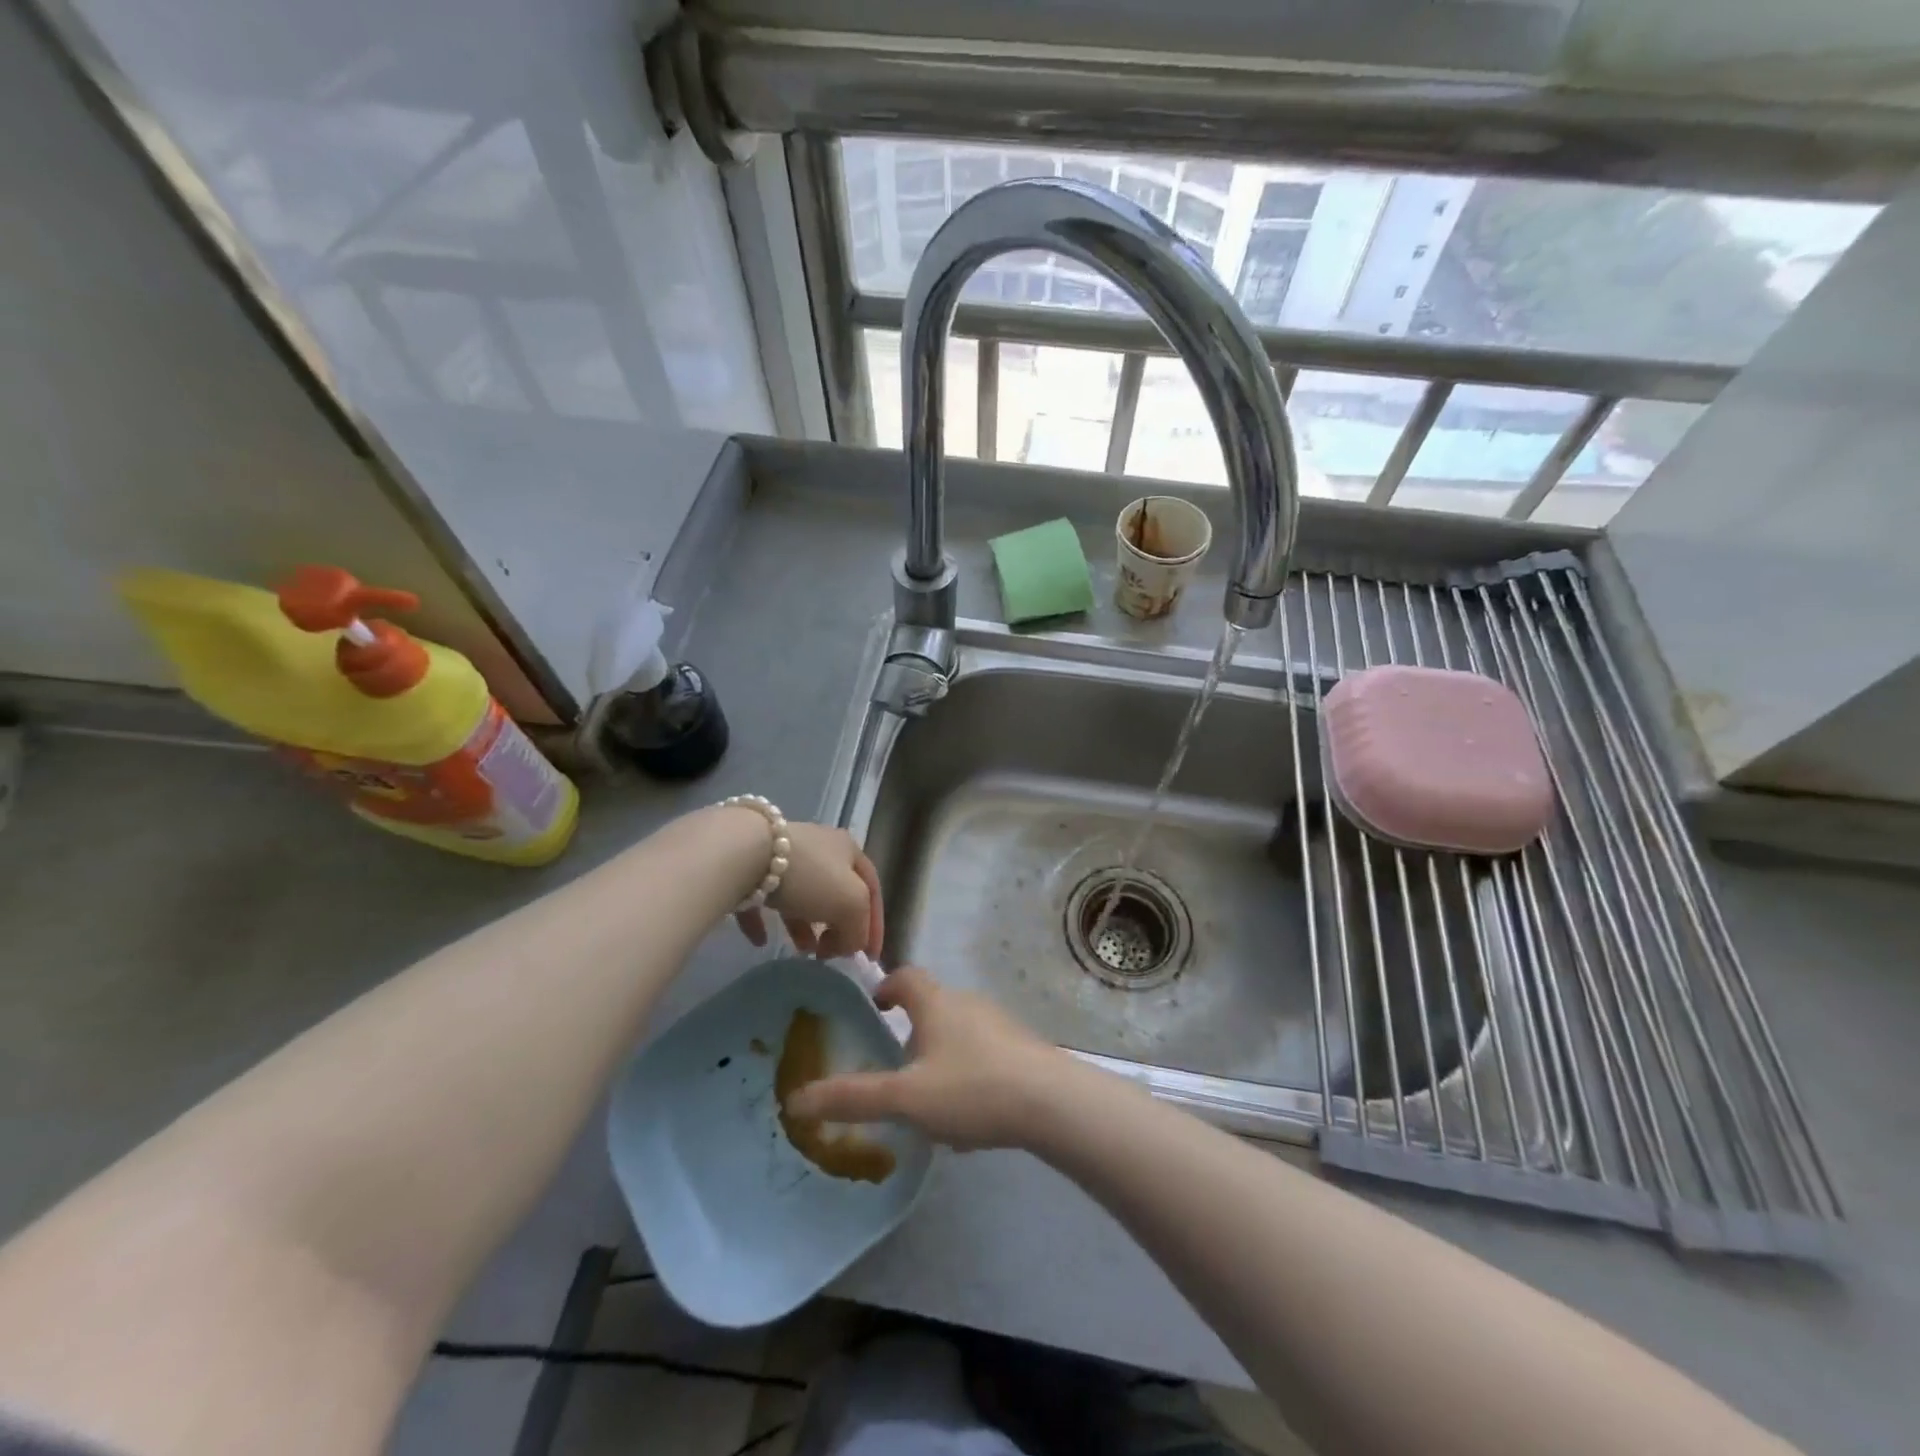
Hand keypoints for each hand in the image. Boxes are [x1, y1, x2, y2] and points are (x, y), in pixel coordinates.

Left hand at [734, 820, 883, 960]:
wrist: (745, 853)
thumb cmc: (809, 876)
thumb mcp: (852, 904)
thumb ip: (859, 929)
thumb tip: (849, 945)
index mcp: (848, 849)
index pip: (872, 888)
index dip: (874, 924)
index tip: (868, 958)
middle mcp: (819, 847)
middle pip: (836, 891)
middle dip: (837, 926)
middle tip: (831, 953)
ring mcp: (782, 856)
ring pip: (801, 895)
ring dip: (804, 926)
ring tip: (803, 952)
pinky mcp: (749, 867)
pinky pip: (762, 899)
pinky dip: (765, 921)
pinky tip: (760, 941)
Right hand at [781, 966, 1066, 1150]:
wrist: (1051, 1102)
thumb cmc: (972, 1088)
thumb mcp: (906, 1098)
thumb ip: (853, 1098)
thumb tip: (796, 1099)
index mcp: (937, 1003)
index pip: (906, 977)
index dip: (886, 988)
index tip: (875, 1008)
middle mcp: (968, 1003)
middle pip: (934, 1005)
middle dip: (913, 1030)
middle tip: (896, 1066)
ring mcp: (1000, 1024)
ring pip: (960, 1032)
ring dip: (942, 1055)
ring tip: (930, 1098)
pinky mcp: (1023, 1048)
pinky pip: (985, 1054)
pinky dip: (969, 1073)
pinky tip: (970, 1116)